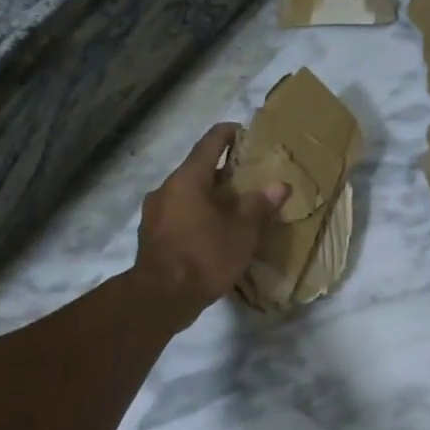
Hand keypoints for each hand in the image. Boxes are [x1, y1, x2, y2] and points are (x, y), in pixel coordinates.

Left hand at [133, 124, 286, 322]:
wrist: (160, 298)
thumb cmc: (204, 256)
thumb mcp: (242, 232)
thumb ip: (259, 206)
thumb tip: (279, 185)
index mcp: (187, 179)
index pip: (209, 144)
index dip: (226, 134)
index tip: (242, 131)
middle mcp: (165, 190)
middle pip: (195, 171)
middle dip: (220, 171)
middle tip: (245, 176)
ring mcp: (153, 214)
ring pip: (185, 195)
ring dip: (206, 196)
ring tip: (231, 207)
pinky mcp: (151, 238)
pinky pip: (177, 216)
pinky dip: (195, 216)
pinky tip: (211, 232)